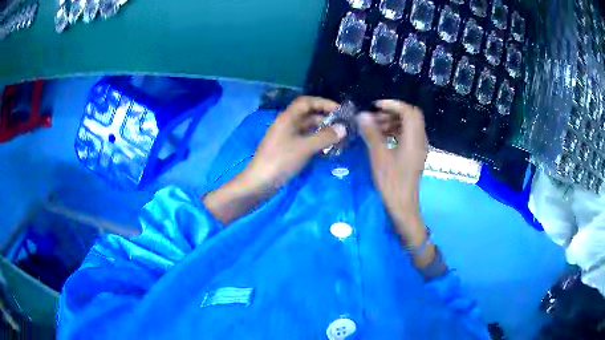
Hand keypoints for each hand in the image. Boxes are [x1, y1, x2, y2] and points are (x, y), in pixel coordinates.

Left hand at [243, 96, 347, 189]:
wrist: (260, 182)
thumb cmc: (281, 160)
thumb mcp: (305, 147)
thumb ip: (325, 136)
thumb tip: (343, 128)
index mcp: (288, 118)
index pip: (307, 102)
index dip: (323, 103)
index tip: (340, 110)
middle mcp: (287, 125)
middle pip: (308, 116)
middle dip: (326, 119)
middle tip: (343, 127)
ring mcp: (286, 138)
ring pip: (308, 130)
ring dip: (323, 132)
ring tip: (339, 139)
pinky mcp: (287, 150)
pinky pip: (305, 141)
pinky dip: (316, 143)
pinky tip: (328, 150)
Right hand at [357, 100, 428, 243]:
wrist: (403, 206)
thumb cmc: (392, 183)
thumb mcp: (379, 156)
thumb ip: (371, 133)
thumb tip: (362, 115)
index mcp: (414, 139)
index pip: (409, 111)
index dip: (393, 104)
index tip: (376, 107)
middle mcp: (420, 140)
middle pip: (411, 117)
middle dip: (392, 113)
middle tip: (374, 118)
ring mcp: (419, 148)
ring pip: (409, 126)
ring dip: (393, 122)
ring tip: (375, 128)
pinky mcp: (415, 156)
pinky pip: (407, 136)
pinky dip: (395, 132)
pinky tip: (382, 138)